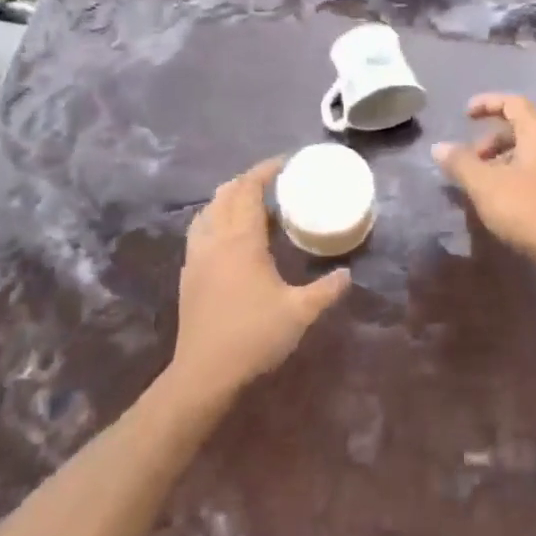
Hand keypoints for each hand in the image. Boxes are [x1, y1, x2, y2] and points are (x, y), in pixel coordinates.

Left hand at [173, 157, 351, 397]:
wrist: (205, 372)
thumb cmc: (254, 336)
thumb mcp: (300, 312)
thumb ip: (326, 290)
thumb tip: (347, 274)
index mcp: (241, 241)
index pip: (248, 191)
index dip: (264, 171)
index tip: (284, 164)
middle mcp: (215, 240)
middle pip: (225, 195)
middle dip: (247, 181)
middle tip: (273, 182)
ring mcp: (197, 257)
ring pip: (208, 212)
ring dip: (228, 199)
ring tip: (250, 204)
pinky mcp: (188, 275)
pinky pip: (200, 232)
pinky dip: (215, 220)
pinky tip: (229, 237)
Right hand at [433, 94, 535, 275]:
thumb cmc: (529, 210)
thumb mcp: (485, 185)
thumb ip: (460, 163)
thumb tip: (439, 147)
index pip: (513, 103)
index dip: (487, 104)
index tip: (465, 115)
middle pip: (524, 128)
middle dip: (493, 140)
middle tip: (472, 160)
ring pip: (535, 152)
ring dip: (507, 160)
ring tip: (486, 184)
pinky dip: (522, 174)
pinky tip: (510, 200)